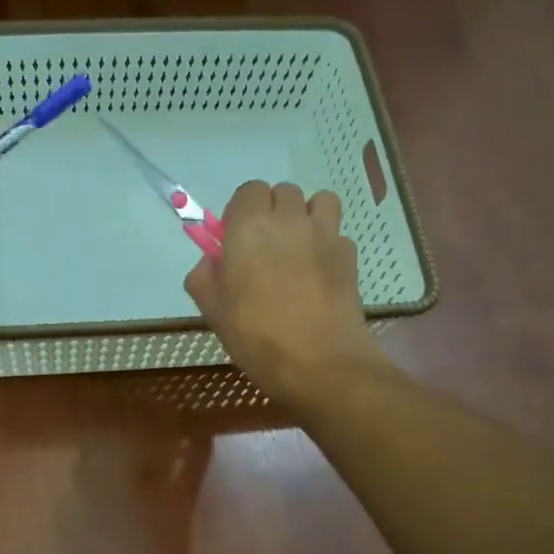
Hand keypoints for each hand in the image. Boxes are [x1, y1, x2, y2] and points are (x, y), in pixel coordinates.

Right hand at [185, 181, 385, 395]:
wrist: (319, 362)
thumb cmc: (256, 336)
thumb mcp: (213, 311)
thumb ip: (204, 277)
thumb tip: (211, 262)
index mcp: (249, 228)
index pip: (248, 191)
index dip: (241, 211)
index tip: (235, 239)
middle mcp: (289, 220)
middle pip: (283, 192)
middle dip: (272, 211)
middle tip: (264, 247)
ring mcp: (325, 234)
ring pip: (319, 202)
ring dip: (307, 216)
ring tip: (298, 248)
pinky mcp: (350, 255)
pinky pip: (337, 233)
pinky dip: (327, 244)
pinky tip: (319, 273)